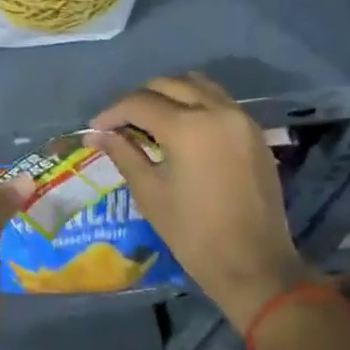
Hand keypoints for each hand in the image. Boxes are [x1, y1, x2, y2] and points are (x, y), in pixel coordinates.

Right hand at [90, 73, 311, 335]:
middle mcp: (217, 111)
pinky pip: (219, 101)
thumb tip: (97, 134)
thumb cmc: (193, 233)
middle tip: (120, 123)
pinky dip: (195, 103)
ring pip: (197, 85)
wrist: (254, 265)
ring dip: (170, 94)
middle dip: (139, 99)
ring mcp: (240, 119)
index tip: (96, 129)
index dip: (112, 112)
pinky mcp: (254, 132)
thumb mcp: (150, 192)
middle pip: (168, 84)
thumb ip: (124, 153)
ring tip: (151, 120)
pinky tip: (182, 128)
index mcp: (187, 127)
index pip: (139, 103)